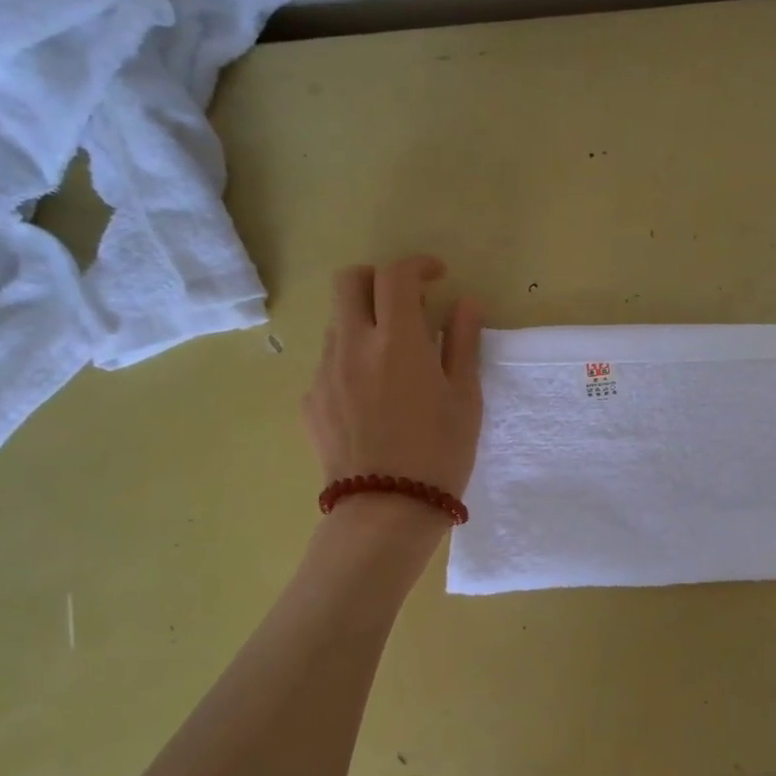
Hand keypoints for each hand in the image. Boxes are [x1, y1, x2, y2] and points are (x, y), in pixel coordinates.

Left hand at [304, 256, 483, 509]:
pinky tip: (373, 396)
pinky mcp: (310, 401)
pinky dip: (352, 359)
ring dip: (365, 321)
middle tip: (405, 302)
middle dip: (378, 279)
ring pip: (337, 322)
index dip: (418, 265)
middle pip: (349, 281)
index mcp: (398, 341)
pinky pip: (329, 362)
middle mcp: (353, 346)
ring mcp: (324, 373)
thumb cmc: (439, 453)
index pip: (396, 275)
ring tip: (393, 357)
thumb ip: (463, 343)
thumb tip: (465, 304)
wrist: (386, 510)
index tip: (437, 276)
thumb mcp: (465, 398)